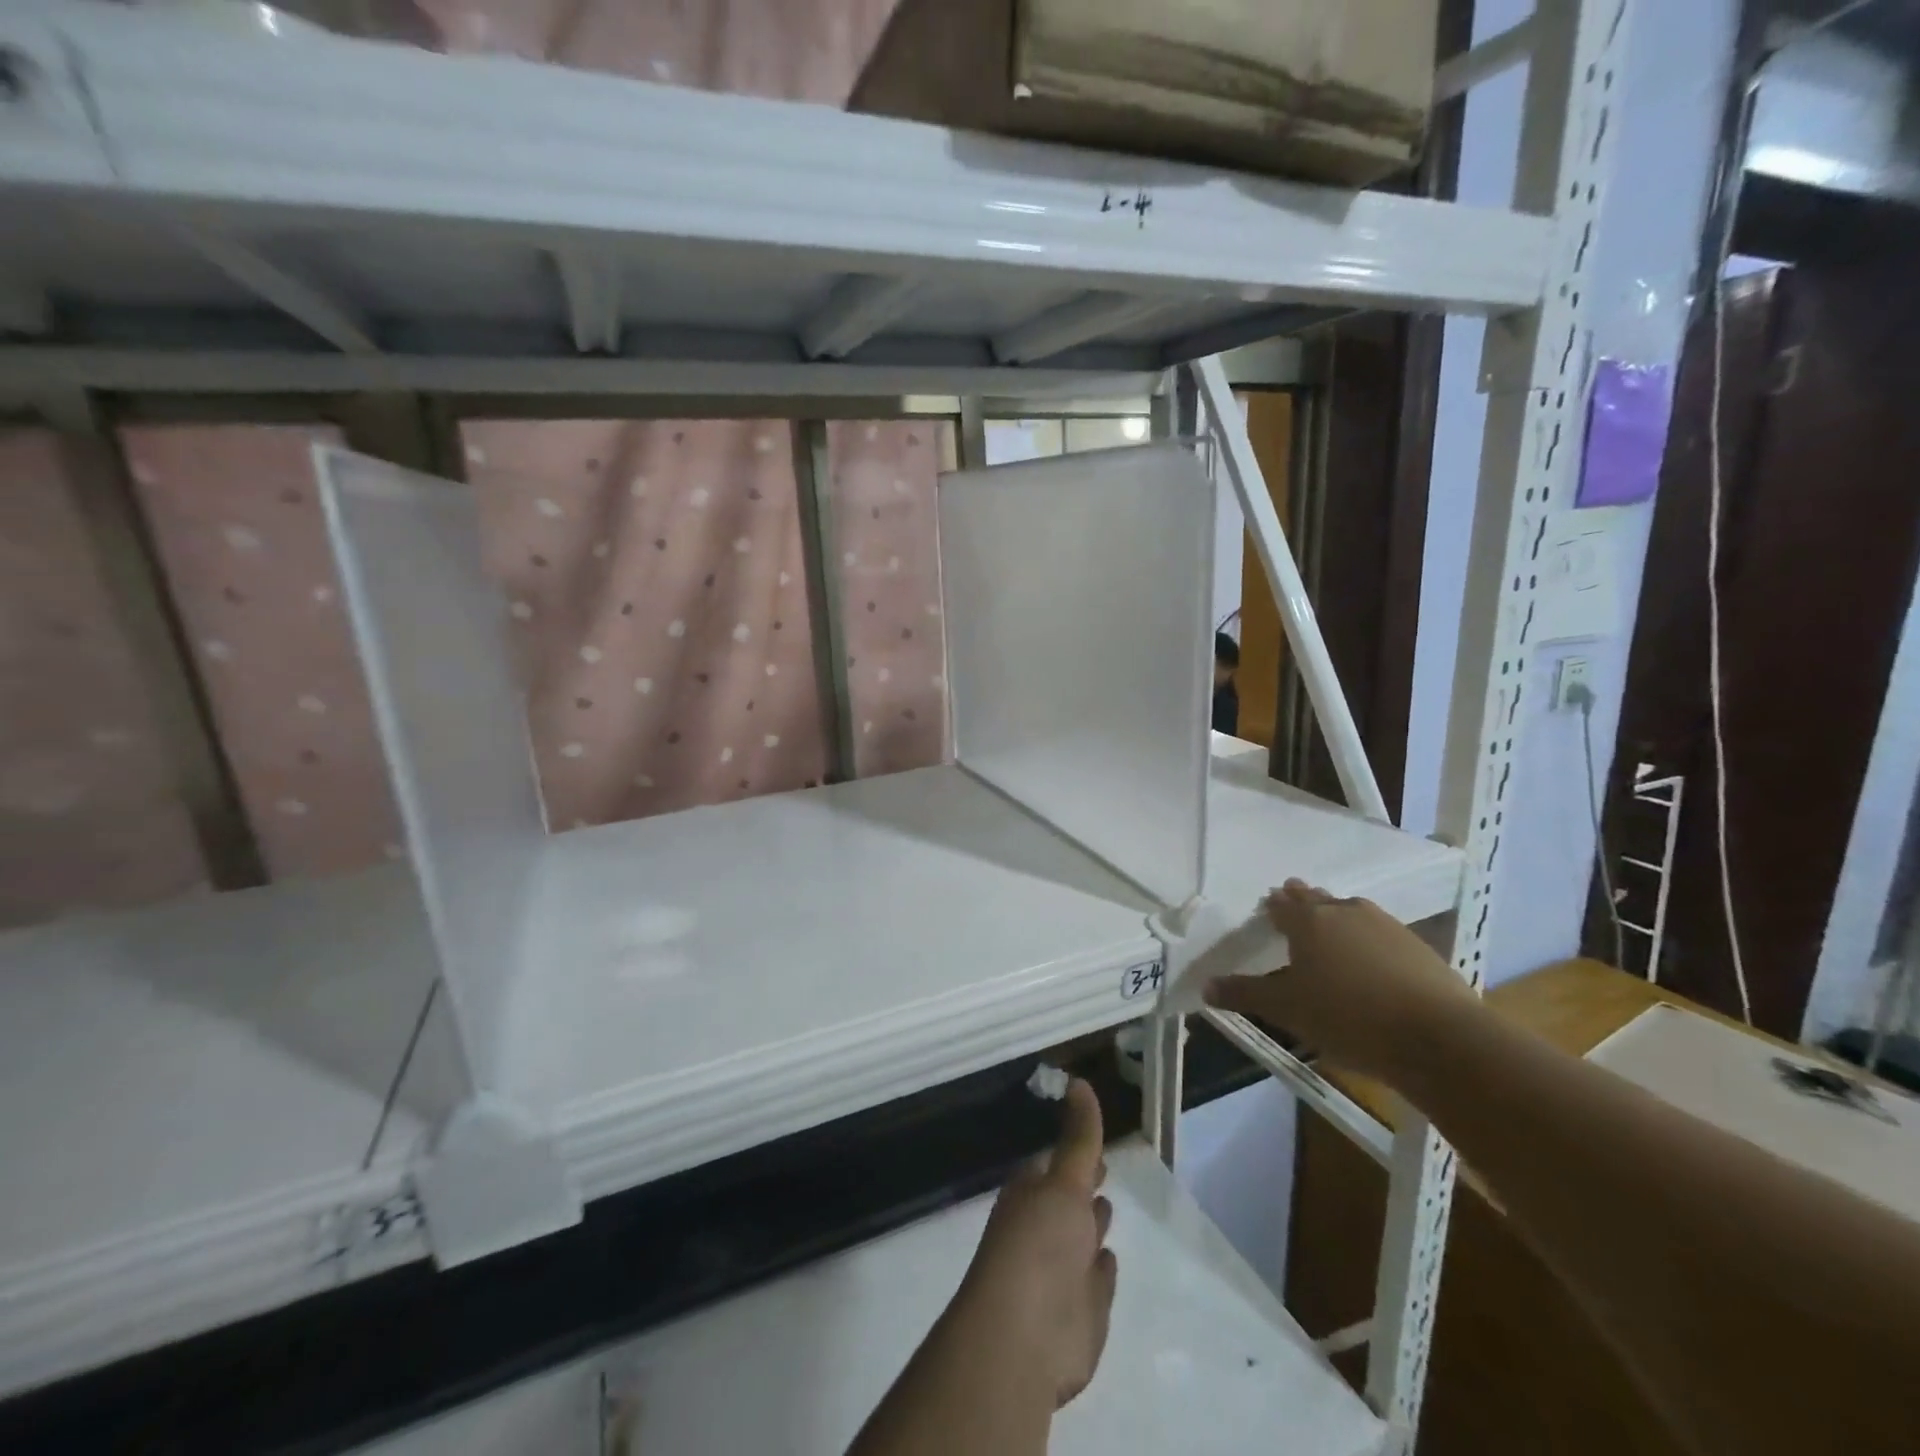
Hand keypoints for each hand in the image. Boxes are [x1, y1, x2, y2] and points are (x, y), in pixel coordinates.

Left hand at [953, 1079, 1117, 1408]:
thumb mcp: (1064, 1180)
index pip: (1055, 1164)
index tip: (1091, 1136)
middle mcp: (1044, 1229)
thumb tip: (1079, 1081)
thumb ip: (1079, 1137)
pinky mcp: (1082, 1313)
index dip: (1074, 1150)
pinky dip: (1102, 1270)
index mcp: (1032, 1193)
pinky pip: (1096, 1282)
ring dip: (1092, 1224)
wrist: (1025, 1338)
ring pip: (1081, 1240)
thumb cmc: (1039, 1245)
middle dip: (1083, 1186)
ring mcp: (1062, 1272)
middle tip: (1103, 1168)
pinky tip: (1109, 1260)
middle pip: (1067, 1201)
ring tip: (1107, 1205)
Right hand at [1204, 879, 1475, 1083]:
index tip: (1268, 906)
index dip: (1273, 906)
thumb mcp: (1286, 1010)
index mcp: (1309, 921)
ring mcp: (1386, 926)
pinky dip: (1369, 938)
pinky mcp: (1418, 947)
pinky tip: (1371, 958)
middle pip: (1318, 900)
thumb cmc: (1347, 1017)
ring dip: (1337, 915)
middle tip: (1293, 903)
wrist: (1438, 1038)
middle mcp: (1345, 912)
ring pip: (1352, 911)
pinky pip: (1381, 932)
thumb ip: (1244, 994)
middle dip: (1303, 901)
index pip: (1283, 905)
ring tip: (1331, 927)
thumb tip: (1205, 987)